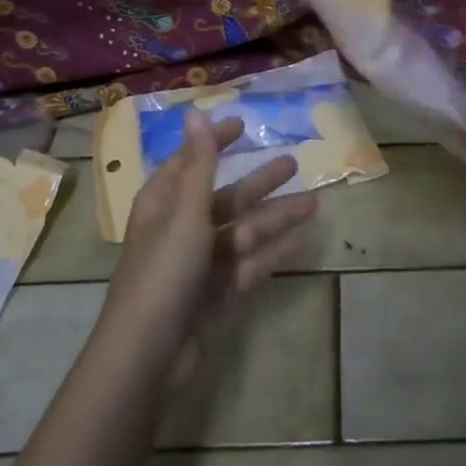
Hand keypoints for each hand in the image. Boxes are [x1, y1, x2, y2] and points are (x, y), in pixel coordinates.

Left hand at [103, 112, 316, 353]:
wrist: (150, 352)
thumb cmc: (164, 272)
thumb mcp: (185, 212)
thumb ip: (199, 164)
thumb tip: (196, 113)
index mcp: (164, 204)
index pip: (191, 162)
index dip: (215, 143)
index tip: (243, 126)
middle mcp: (180, 228)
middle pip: (225, 198)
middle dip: (259, 182)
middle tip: (294, 162)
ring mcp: (199, 263)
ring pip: (243, 231)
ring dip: (276, 217)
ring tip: (315, 203)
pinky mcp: (215, 292)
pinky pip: (248, 264)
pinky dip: (272, 252)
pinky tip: (301, 241)